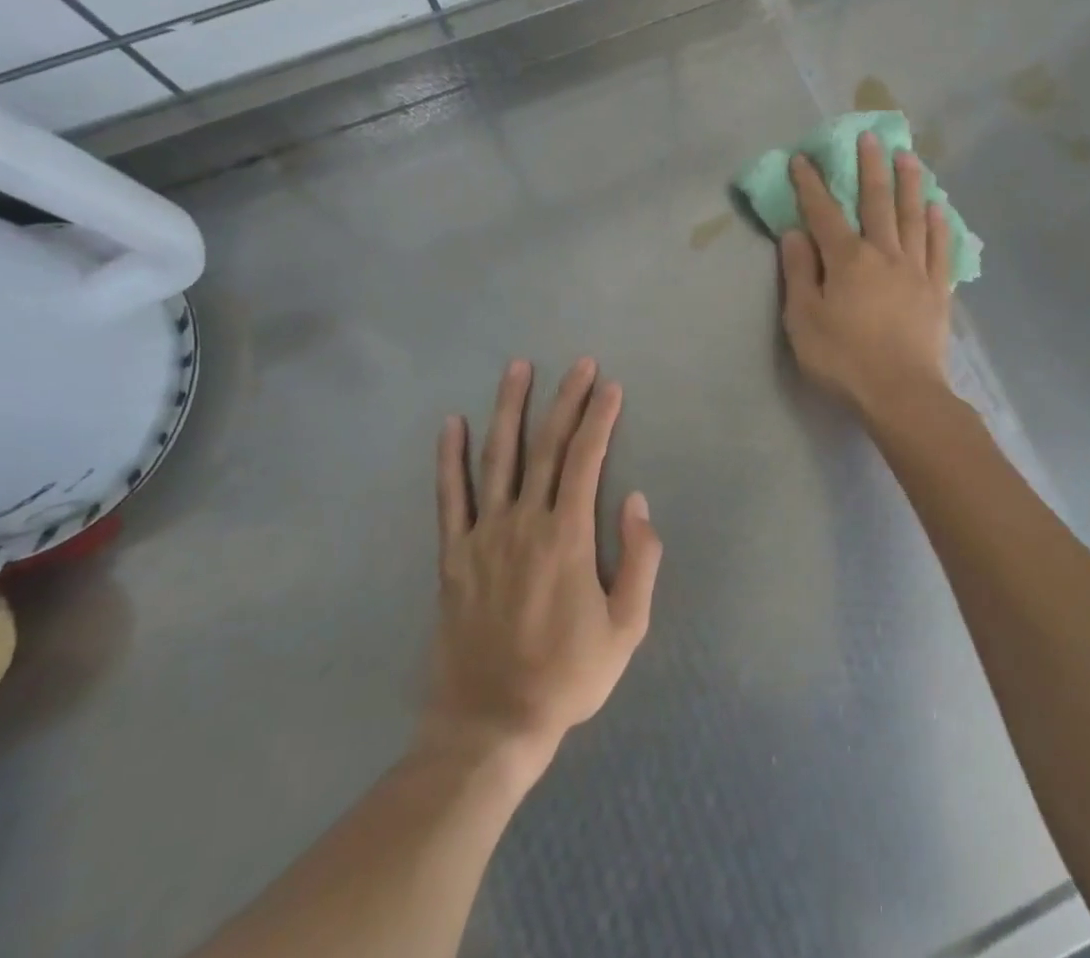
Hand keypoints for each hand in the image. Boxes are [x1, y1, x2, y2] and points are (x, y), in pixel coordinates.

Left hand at [423, 359, 661, 784]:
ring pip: (498, 457)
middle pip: (548, 446)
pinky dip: (450, 457)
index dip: (600, 418)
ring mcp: (483, 535)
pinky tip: (452, 424)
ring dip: (509, 408)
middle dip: (566, 400)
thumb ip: (639, 560)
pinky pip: (450, 496)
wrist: (490, 725)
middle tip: (579, 363)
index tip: (610, 386)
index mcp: (568, 537)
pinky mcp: (453, 554)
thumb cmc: (566, 676)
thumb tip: (637, 501)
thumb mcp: (626, 629)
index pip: (587, 459)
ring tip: (518, 368)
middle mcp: (524, 522)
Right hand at [779, 133, 953, 417]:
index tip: (804, 158)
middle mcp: (884, 254)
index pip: (824, 213)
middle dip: (870, 167)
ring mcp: (916, 270)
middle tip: (870, 136)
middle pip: (877, 202)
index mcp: (847, 260)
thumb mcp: (804, 319)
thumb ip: (800, 273)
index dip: (812, 184)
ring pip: (912, 217)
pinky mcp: (938, 290)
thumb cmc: (843, 359)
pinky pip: (939, 249)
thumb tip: (795, 233)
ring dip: (909, 184)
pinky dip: (937, 225)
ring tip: (908, 156)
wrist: (901, 394)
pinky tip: (937, 208)